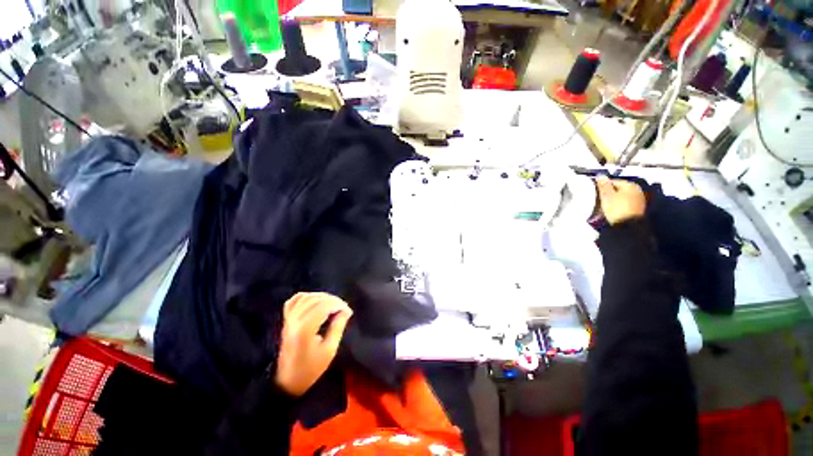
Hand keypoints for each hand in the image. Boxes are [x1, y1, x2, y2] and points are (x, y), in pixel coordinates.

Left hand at [275, 293, 352, 396]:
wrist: (288, 381)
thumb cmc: (311, 368)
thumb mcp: (329, 350)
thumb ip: (337, 327)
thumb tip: (345, 311)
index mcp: (305, 328)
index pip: (324, 305)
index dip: (339, 304)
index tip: (349, 312)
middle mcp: (295, 320)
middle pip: (316, 299)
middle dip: (333, 300)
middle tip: (343, 308)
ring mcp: (288, 319)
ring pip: (306, 297)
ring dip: (322, 297)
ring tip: (332, 304)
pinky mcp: (286, 320)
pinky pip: (294, 301)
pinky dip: (306, 296)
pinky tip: (315, 300)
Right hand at [596, 176, 645, 224]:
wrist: (628, 226)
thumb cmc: (617, 208)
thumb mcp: (607, 196)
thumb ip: (603, 185)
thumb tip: (601, 175)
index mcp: (630, 185)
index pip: (613, 181)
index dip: (602, 186)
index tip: (595, 193)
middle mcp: (637, 190)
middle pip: (618, 189)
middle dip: (609, 193)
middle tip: (599, 199)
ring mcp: (639, 200)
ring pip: (622, 196)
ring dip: (614, 199)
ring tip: (604, 206)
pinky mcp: (638, 209)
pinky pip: (625, 203)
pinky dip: (619, 205)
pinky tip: (613, 210)